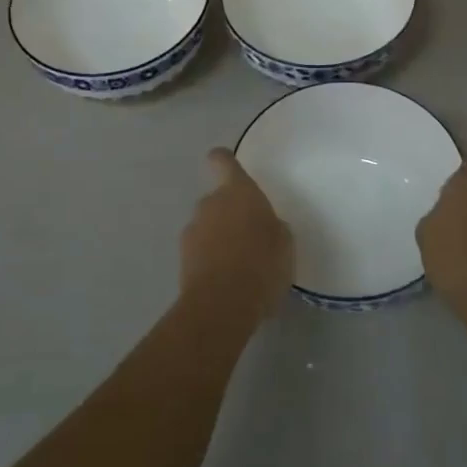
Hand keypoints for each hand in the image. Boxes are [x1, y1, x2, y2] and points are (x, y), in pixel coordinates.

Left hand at [181, 149, 293, 330]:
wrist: (222, 305)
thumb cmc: (262, 264)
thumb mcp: (284, 243)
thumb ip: (272, 226)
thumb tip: (264, 227)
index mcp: (238, 191)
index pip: (222, 161)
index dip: (224, 161)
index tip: (228, 167)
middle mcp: (211, 203)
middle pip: (217, 199)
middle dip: (229, 213)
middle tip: (249, 237)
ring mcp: (192, 230)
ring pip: (207, 226)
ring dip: (218, 238)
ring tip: (238, 266)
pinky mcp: (182, 259)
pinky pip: (199, 251)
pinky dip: (209, 260)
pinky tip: (225, 282)